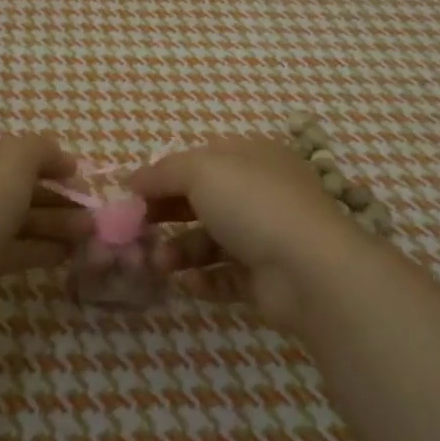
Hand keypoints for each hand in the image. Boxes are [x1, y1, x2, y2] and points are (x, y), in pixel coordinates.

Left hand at [0, 133, 86, 334]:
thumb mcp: (15, 158)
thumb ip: (42, 149)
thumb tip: (60, 158)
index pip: (5, 149)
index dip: (45, 159)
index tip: (77, 174)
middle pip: (12, 186)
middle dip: (55, 196)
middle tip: (90, 210)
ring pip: (12, 219)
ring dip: (53, 223)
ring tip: (89, 234)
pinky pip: (7, 249)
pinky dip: (37, 248)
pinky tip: (68, 254)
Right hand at [130, 136, 367, 331]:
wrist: (308, 269)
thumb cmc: (252, 204)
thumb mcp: (200, 171)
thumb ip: (162, 172)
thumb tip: (132, 179)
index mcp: (251, 157)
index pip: (200, 160)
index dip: (164, 175)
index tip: (130, 195)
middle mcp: (260, 192)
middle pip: (202, 201)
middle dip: (167, 215)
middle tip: (136, 231)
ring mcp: (266, 236)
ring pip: (211, 241)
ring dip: (180, 251)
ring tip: (159, 264)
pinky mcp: (266, 277)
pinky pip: (226, 276)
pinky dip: (203, 279)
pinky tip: (186, 283)